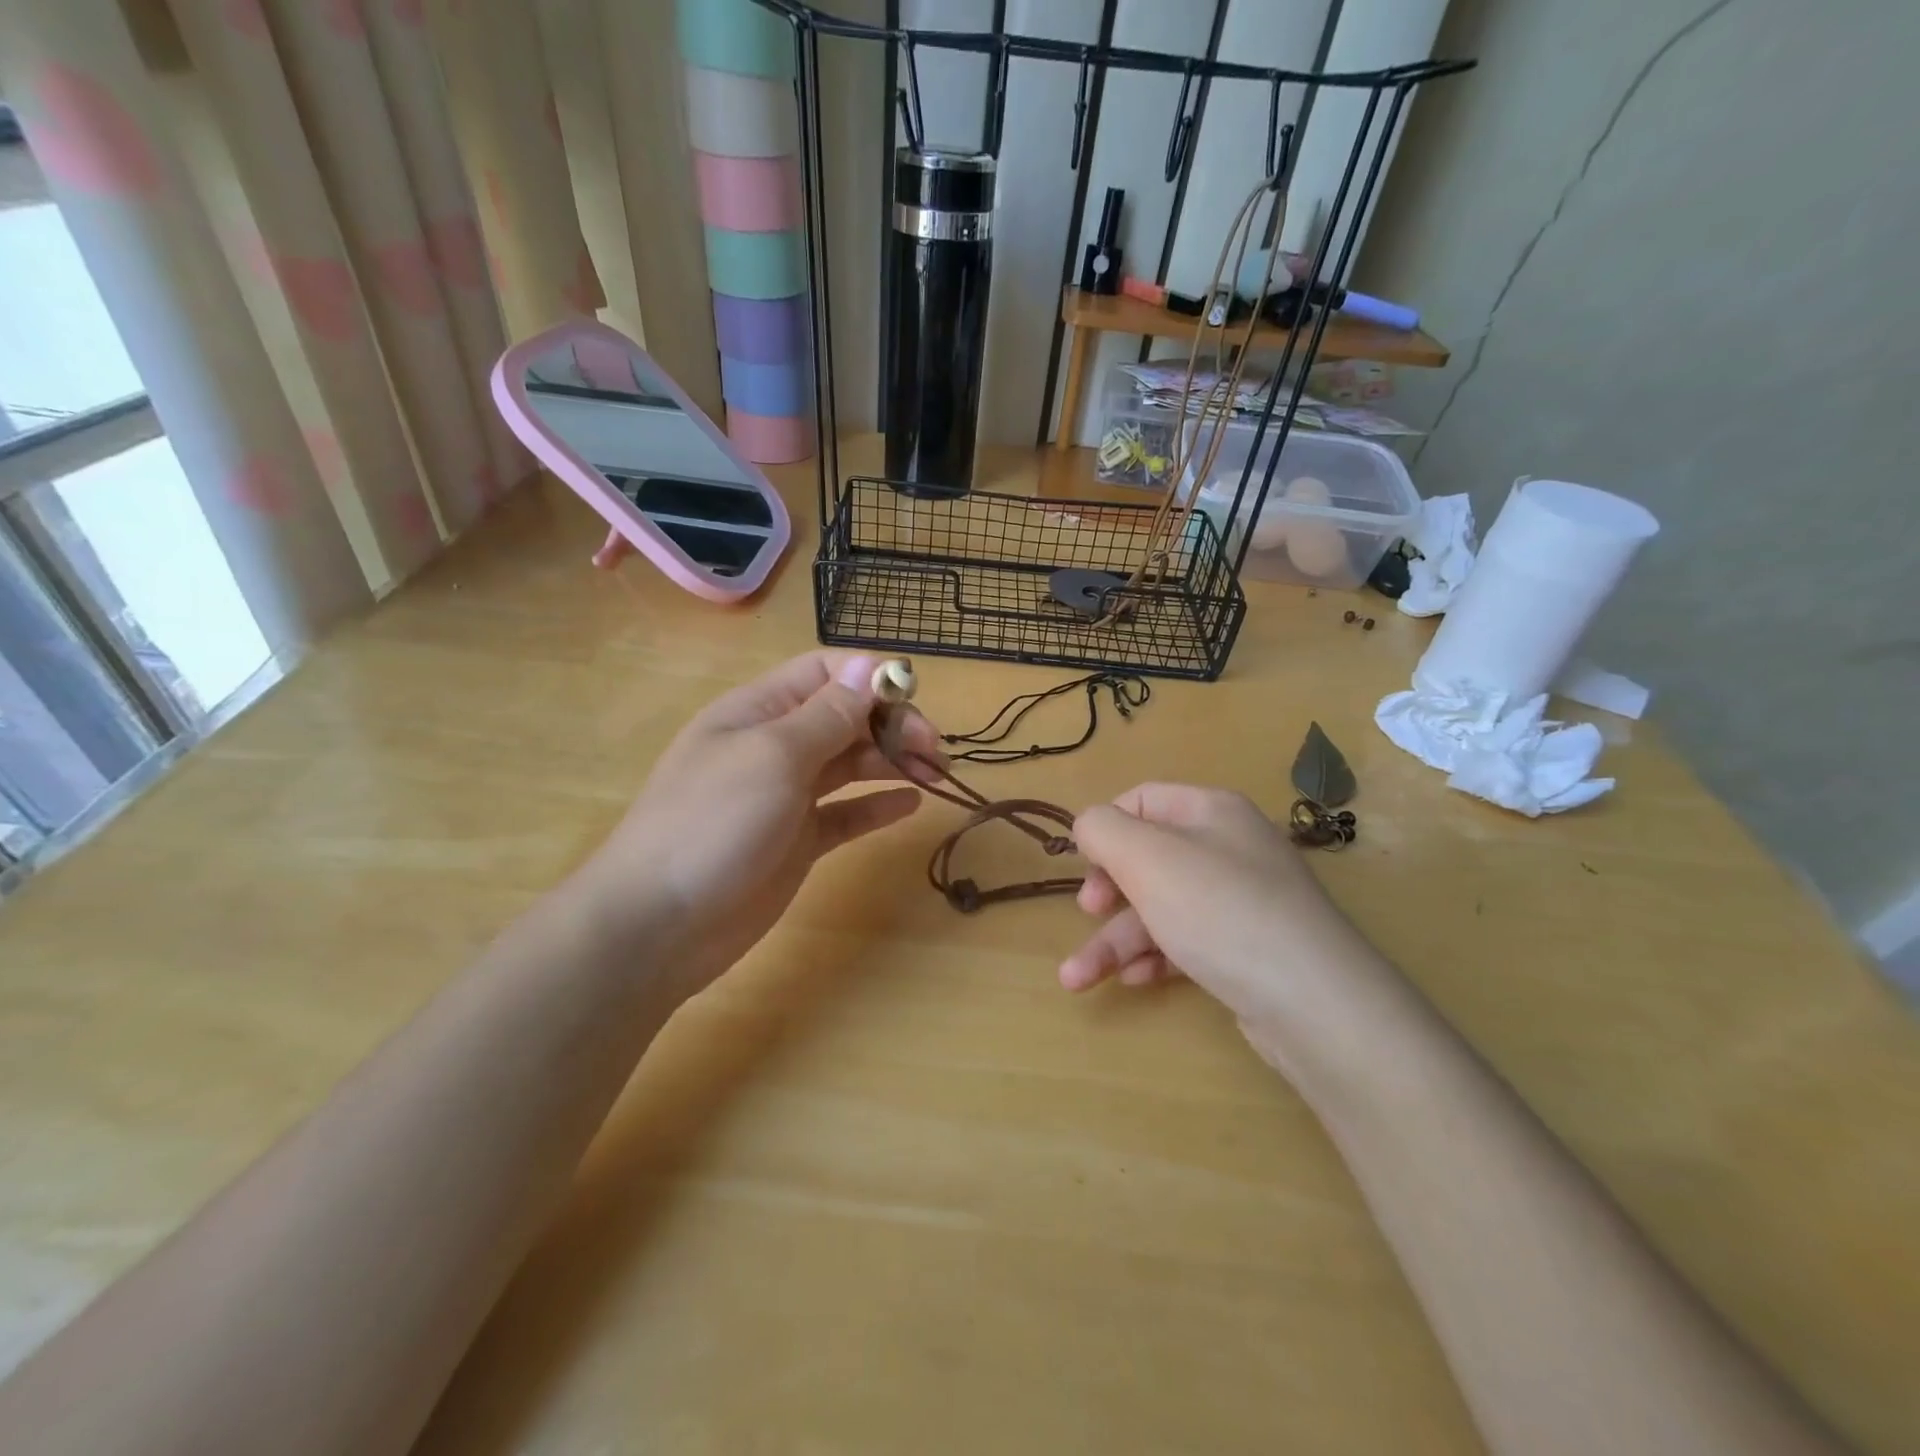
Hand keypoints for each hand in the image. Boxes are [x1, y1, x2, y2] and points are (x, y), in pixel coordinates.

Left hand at [569, 651, 941, 999]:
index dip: (870, 681)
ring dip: (894, 762)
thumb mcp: (773, 757)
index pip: (825, 675)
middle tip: (934, 751)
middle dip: (892, 725)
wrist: (659, 924)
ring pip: (851, 764)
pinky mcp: (797, 841)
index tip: (913, 703)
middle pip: (845, 719)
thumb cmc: (713, 823)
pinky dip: (878, 804)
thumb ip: (827, 715)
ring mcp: (786, 795)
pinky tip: (911, 804)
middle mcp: (775, 746)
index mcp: (759, 711)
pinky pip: (846, 813)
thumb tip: (869, 666)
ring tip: (937, 773)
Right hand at [1061, 784, 1397, 1070]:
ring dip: (1117, 940)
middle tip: (1088, 912)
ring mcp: (1242, 900)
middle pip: (1148, 858)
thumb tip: (1089, 826)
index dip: (1105, 828)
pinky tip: (1135, 981)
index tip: (1083, 866)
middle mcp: (1229, 848)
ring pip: (1162, 907)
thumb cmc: (1219, 912)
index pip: (1142, 800)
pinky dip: (1156, 957)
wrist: (1314, 1003)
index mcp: (1211, 811)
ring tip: (1077, 979)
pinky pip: (1188, 940)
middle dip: (1108, 890)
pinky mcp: (1248, 948)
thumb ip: (1103, 830)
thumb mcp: (1147, 858)